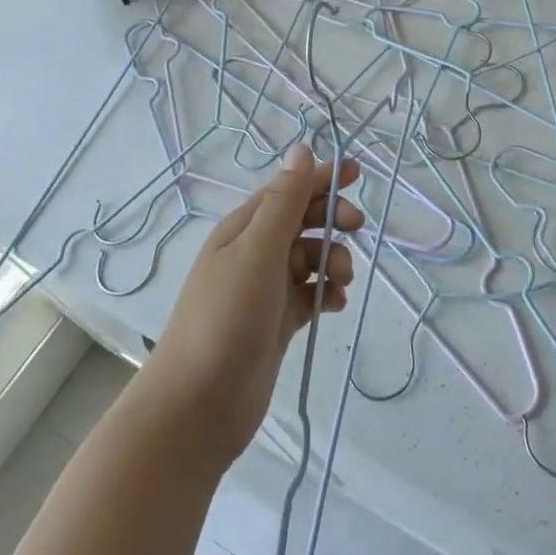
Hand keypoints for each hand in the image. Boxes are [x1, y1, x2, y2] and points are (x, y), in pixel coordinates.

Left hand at [144, 143, 362, 465]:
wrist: (198, 404)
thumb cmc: (226, 317)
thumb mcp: (257, 251)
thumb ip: (284, 202)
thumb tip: (302, 150)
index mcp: (243, 229)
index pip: (288, 190)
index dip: (321, 177)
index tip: (357, 173)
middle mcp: (253, 254)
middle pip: (302, 222)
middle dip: (331, 220)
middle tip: (356, 228)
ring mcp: (265, 290)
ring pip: (310, 259)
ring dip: (333, 260)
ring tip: (341, 281)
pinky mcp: (277, 322)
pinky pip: (311, 295)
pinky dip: (327, 294)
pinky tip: (336, 305)